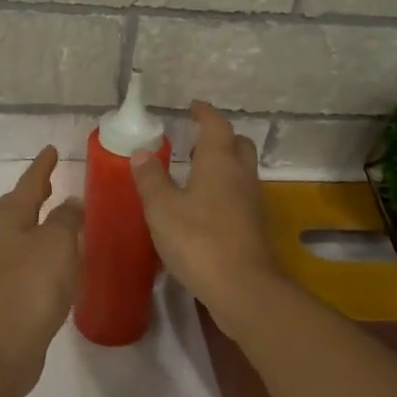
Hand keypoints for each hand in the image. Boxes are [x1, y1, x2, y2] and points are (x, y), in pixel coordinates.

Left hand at [0, 147, 82, 396]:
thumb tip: (71, 203)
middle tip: (54, 180)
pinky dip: (47, 254)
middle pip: (19, 208)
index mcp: (10, 221)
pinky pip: (31, 263)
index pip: (29, 184)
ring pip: (24, 235)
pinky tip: (63, 265)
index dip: (41, 167)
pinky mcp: (10, 297)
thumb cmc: (28, 289)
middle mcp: (1, 240)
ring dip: (42, 224)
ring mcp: (2, 270)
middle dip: (35, 193)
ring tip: (65, 220)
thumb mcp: (56, 244)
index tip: (52, 149)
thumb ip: (66, 219)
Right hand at [131, 102, 279, 327]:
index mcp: (219, 162)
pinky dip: (225, 191)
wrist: (243, 289)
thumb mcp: (162, 209)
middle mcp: (241, 175)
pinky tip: (205, 207)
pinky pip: (240, 195)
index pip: (216, 125)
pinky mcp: (254, 227)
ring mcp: (252, 202)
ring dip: (223, 165)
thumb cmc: (199, 240)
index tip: (193, 107)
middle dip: (220, 137)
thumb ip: (151, 178)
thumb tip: (142, 151)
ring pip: (242, 171)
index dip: (205, 113)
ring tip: (195, 172)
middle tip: (196, 140)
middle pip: (238, 144)